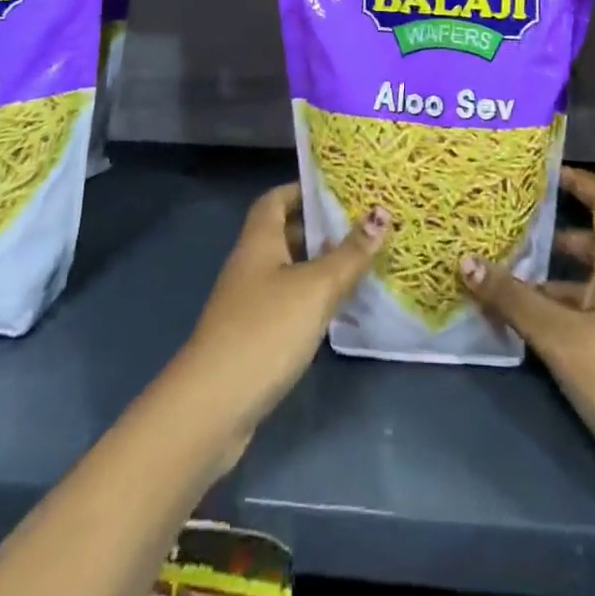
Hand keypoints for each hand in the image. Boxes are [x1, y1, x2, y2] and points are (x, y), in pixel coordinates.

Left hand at [174, 184, 388, 459]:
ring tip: (362, 262)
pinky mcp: (254, 336)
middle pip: (286, 233)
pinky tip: (340, 309)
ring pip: (290, 270)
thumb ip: (350, 254)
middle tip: (364, 224)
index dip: (304, 189)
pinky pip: (289, 302)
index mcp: (259, 240)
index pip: (277, 198)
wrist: (212, 406)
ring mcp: (249, 302)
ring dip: (321, 265)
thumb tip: (382, 214)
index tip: (341, 189)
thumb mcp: (316, 287)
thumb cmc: (265, 330)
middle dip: (322, 227)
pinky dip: (313, 299)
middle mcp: (251, 264)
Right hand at [461, 166, 594, 492]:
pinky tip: (533, 333)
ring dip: (552, 282)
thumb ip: (514, 300)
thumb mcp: (562, 340)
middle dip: (552, 236)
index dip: (581, 180)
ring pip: (590, 284)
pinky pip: (594, 314)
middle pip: (594, 243)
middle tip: (509, 234)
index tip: (545, 173)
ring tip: (506, 286)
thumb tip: (464, 260)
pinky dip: (563, 313)